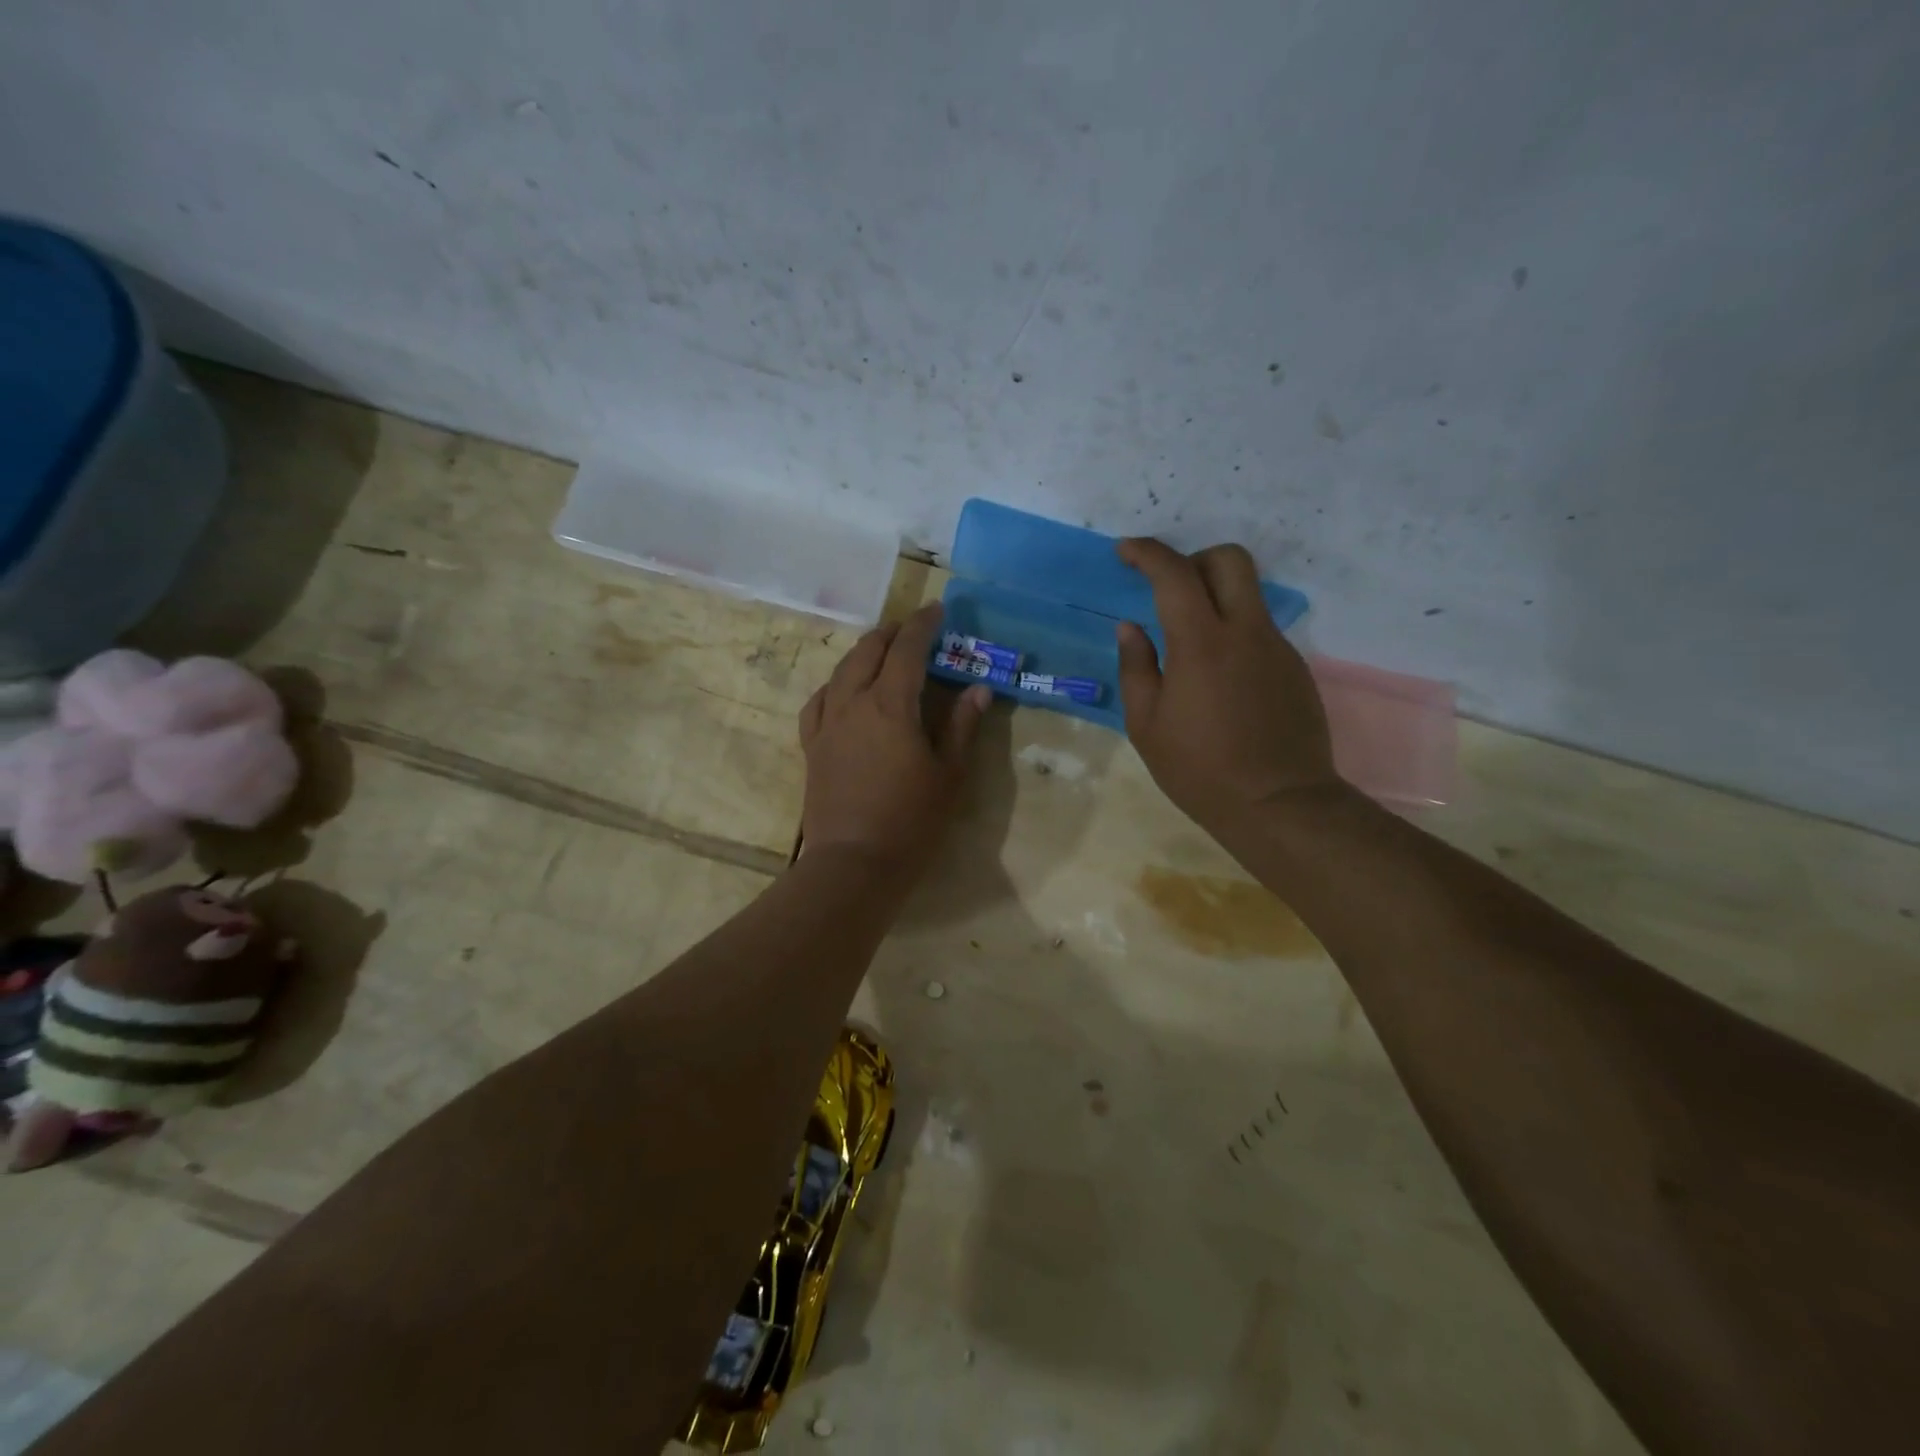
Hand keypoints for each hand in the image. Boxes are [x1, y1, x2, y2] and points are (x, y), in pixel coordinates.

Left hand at [798, 603, 990, 868]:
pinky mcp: (812, 746)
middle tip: (913, 628)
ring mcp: (827, 724)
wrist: (853, 863)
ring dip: (864, 652)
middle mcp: (853, 703)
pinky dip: (835, 684)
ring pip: (841, 671)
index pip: (907, 649)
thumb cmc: (911, 820)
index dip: (923, 625)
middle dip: (892, 632)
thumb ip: (961, 726)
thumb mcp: (949, 774)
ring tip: (882, 651)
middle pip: (868, 651)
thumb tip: (977, 689)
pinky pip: (819, 701)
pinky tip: (843, 690)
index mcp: (890, 705)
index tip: (938, 610)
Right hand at [1115, 539, 1343, 833]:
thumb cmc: (1199, 769)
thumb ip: (1135, 668)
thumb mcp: (1146, 725)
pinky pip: (1259, 631)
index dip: (1147, 553)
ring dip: (1215, 600)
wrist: (1279, 804)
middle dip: (1194, 559)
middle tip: (1169, 590)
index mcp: (1201, 644)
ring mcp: (1277, 647)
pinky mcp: (1295, 667)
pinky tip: (1220, 682)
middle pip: (1229, 559)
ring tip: (1189, 647)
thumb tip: (1130, 628)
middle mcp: (1245, 632)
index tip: (1125, 552)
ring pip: (1248, 595)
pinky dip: (1233, 634)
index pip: (1174, 573)